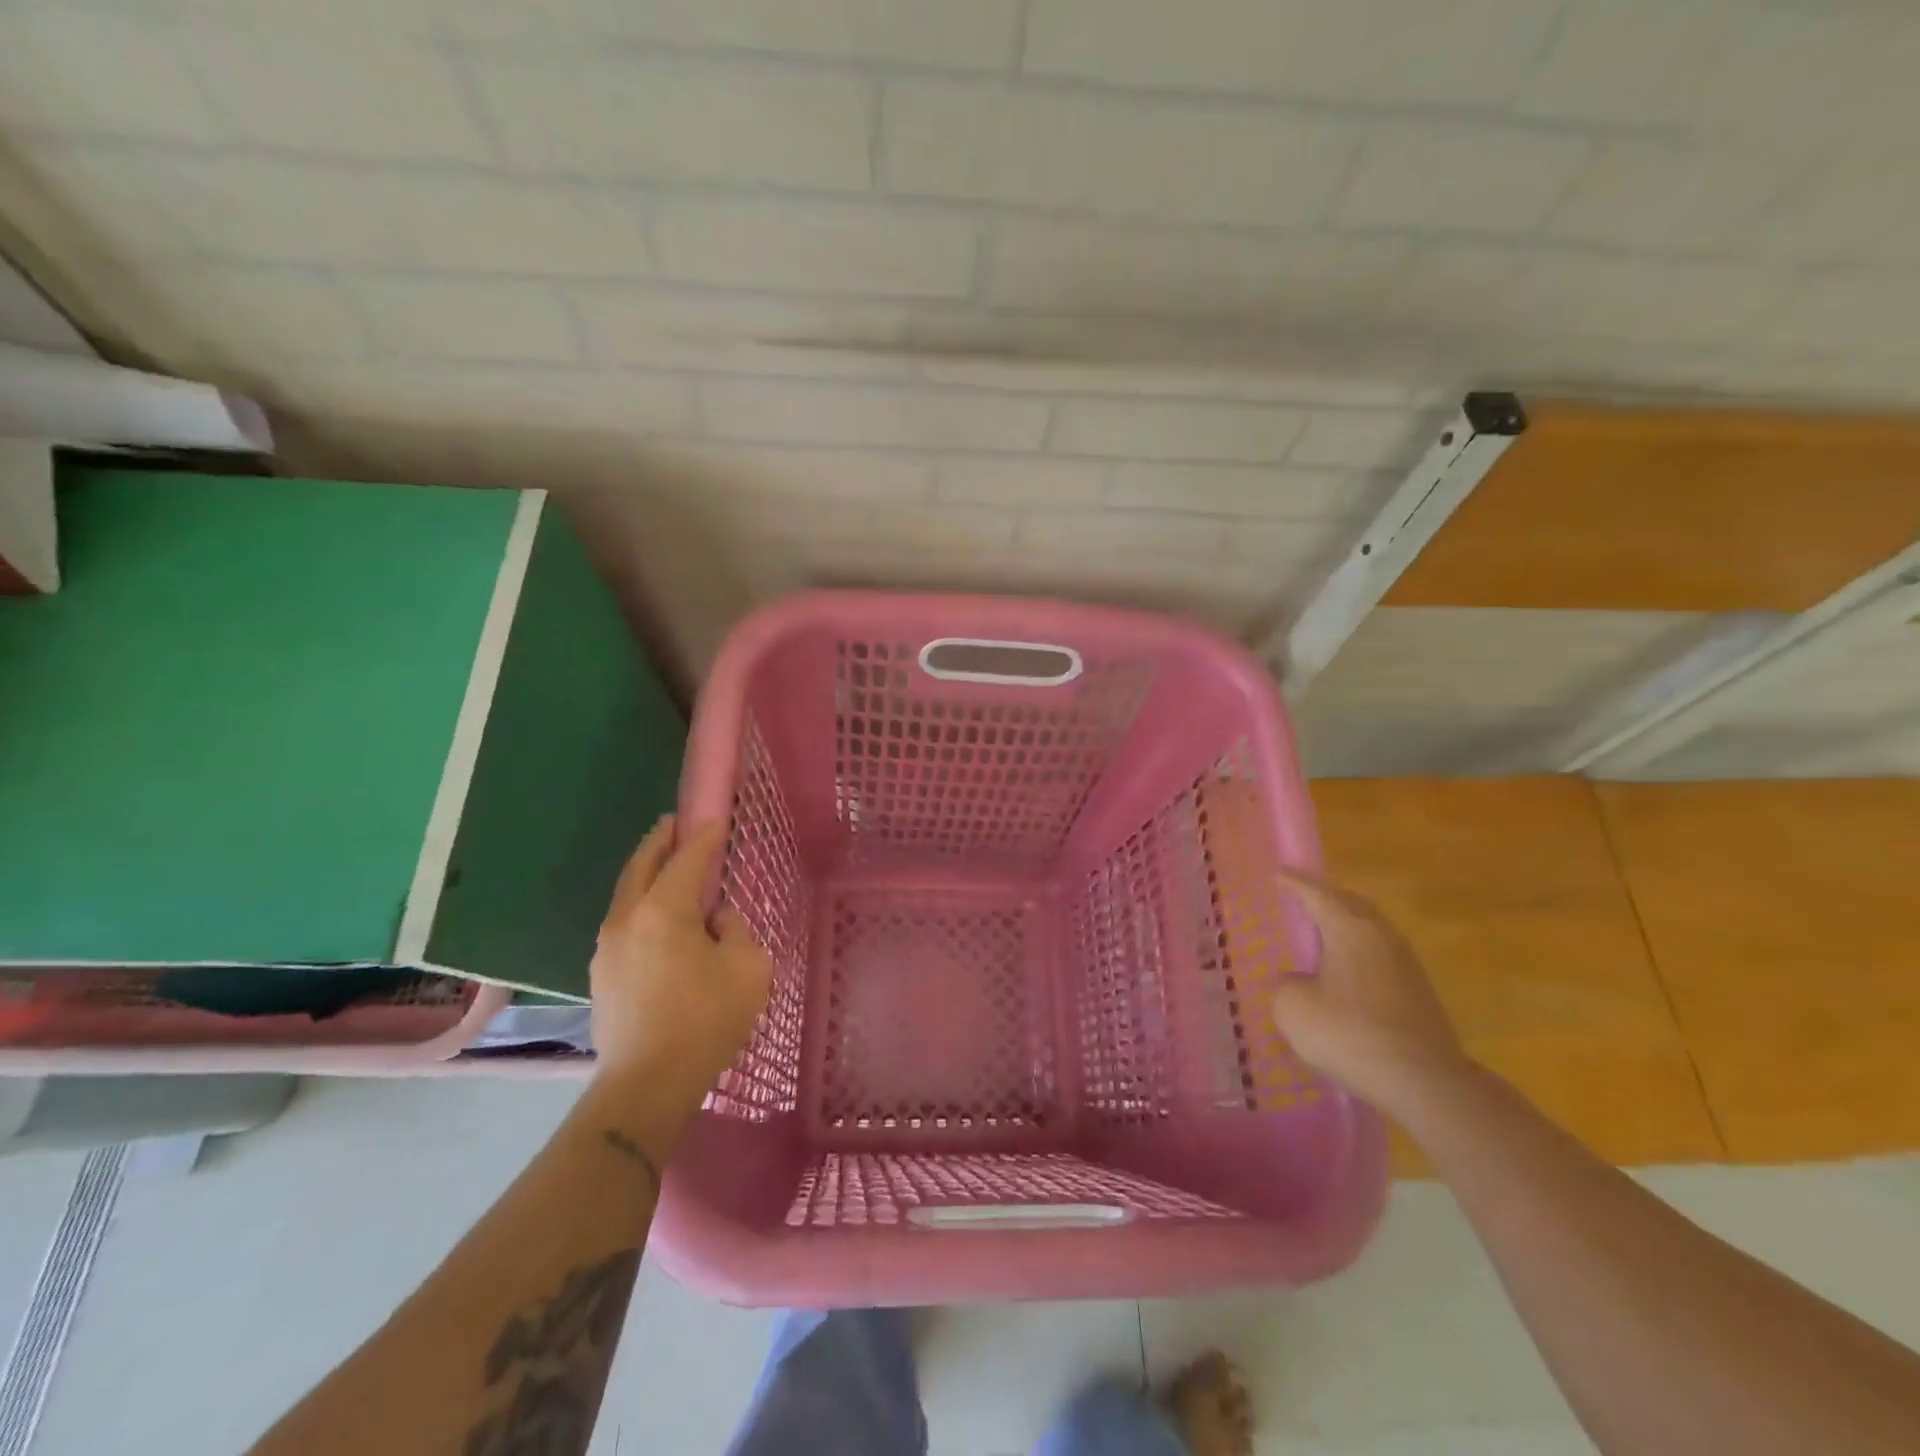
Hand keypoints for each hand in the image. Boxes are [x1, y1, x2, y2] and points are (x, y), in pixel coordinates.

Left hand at [588, 816, 773, 1132]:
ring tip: (668, 864)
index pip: (687, 859)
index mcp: (663, 911)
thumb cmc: (705, 1021)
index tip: (716, 819)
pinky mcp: (601, 974)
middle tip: (676, 823)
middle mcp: (627, 919)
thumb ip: (734, 930)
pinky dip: (641, 902)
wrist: (646, 1086)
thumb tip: (714, 920)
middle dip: (660, 840)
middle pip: (642, 865)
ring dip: (647, 871)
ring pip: (627, 893)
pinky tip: (659, 916)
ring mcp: (607, 947)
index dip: (704, 837)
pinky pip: (624, 920)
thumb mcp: (747, 968)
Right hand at [1272, 868, 1472, 1116]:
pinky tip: (1346, 975)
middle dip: (1326, 898)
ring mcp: (1407, 966)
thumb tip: (1298, 983)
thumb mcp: (1293, 1008)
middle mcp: (1382, 937)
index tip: (1278, 872)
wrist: (1426, 1083)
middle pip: (1352, 905)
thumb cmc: (1350, 1034)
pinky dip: (1359, 955)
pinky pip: (1381, 959)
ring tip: (1323, 934)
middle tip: (1302, 897)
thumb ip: (1286, 986)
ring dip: (1347, 927)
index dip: (1294, 883)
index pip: (1317, 894)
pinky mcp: (1419, 995)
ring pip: (1371, 931)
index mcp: (1350, 929)